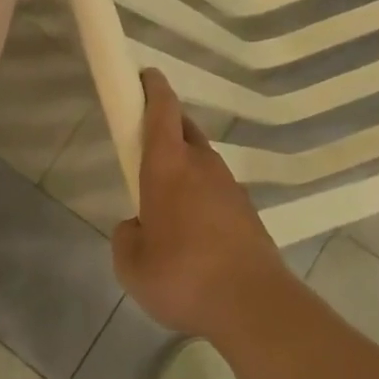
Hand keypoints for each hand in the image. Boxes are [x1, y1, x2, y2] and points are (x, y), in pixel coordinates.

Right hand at [112, 70, 289, 338]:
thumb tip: (136, 226)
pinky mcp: (246, 209)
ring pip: (202, 158)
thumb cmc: (183, 275)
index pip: (162, 110)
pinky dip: (202, 192)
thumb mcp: (132, 265)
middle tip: (147, 141)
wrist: (252, 303)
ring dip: (185, 162)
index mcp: (169, 166)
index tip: (145, 75)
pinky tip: (194, 226)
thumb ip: (126, 237)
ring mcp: (229, 185)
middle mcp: (201, 165)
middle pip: (183, 128)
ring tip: (167, 195)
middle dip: (166, 123)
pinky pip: (216, 188)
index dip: (153, 88)